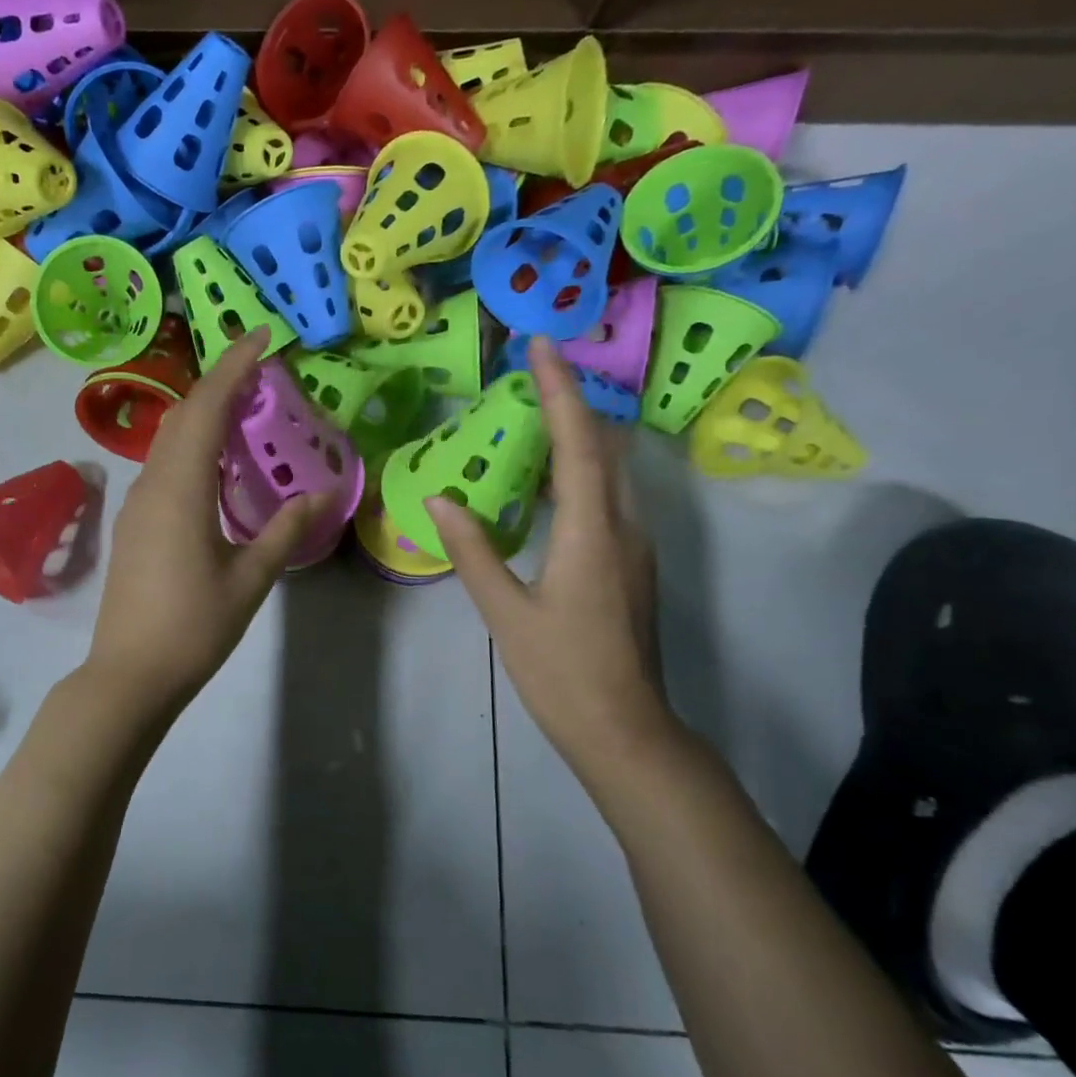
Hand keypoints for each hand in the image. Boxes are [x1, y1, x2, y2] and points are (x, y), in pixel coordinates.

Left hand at [85, 326, 326, 713]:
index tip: (264, 335)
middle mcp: (151, 483)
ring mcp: (136, 503)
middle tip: (262, 371)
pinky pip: (163, 465)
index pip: (207, 407)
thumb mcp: (250, 578)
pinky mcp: (134, 523)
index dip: (235, 365)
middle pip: (183, 415)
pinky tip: (217, 464)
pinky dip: (192, 446)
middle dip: (220, 383)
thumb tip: (323, 492)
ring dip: (204, 414)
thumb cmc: (193, 627)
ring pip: (169, 440)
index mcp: (180, 487)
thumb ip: (286, 529)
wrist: (129, 674)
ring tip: (246, 410)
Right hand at [427, 337, 674, 779]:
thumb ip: (473, 551)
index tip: (541, 346)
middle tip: (532, 374)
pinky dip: (581, 471)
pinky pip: (608, 498)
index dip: (560, 391)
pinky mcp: (631, 564)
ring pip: (612, 471)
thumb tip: (440, 498)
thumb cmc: (561, 671)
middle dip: (573, 403)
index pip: (578, 444)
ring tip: (535, 416)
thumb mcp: (506, 612)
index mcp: (593, 532)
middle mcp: (624, 527)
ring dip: (578, 436)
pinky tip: (548, 483)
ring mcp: (635, 546)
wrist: (624, 730)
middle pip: (605, 447)